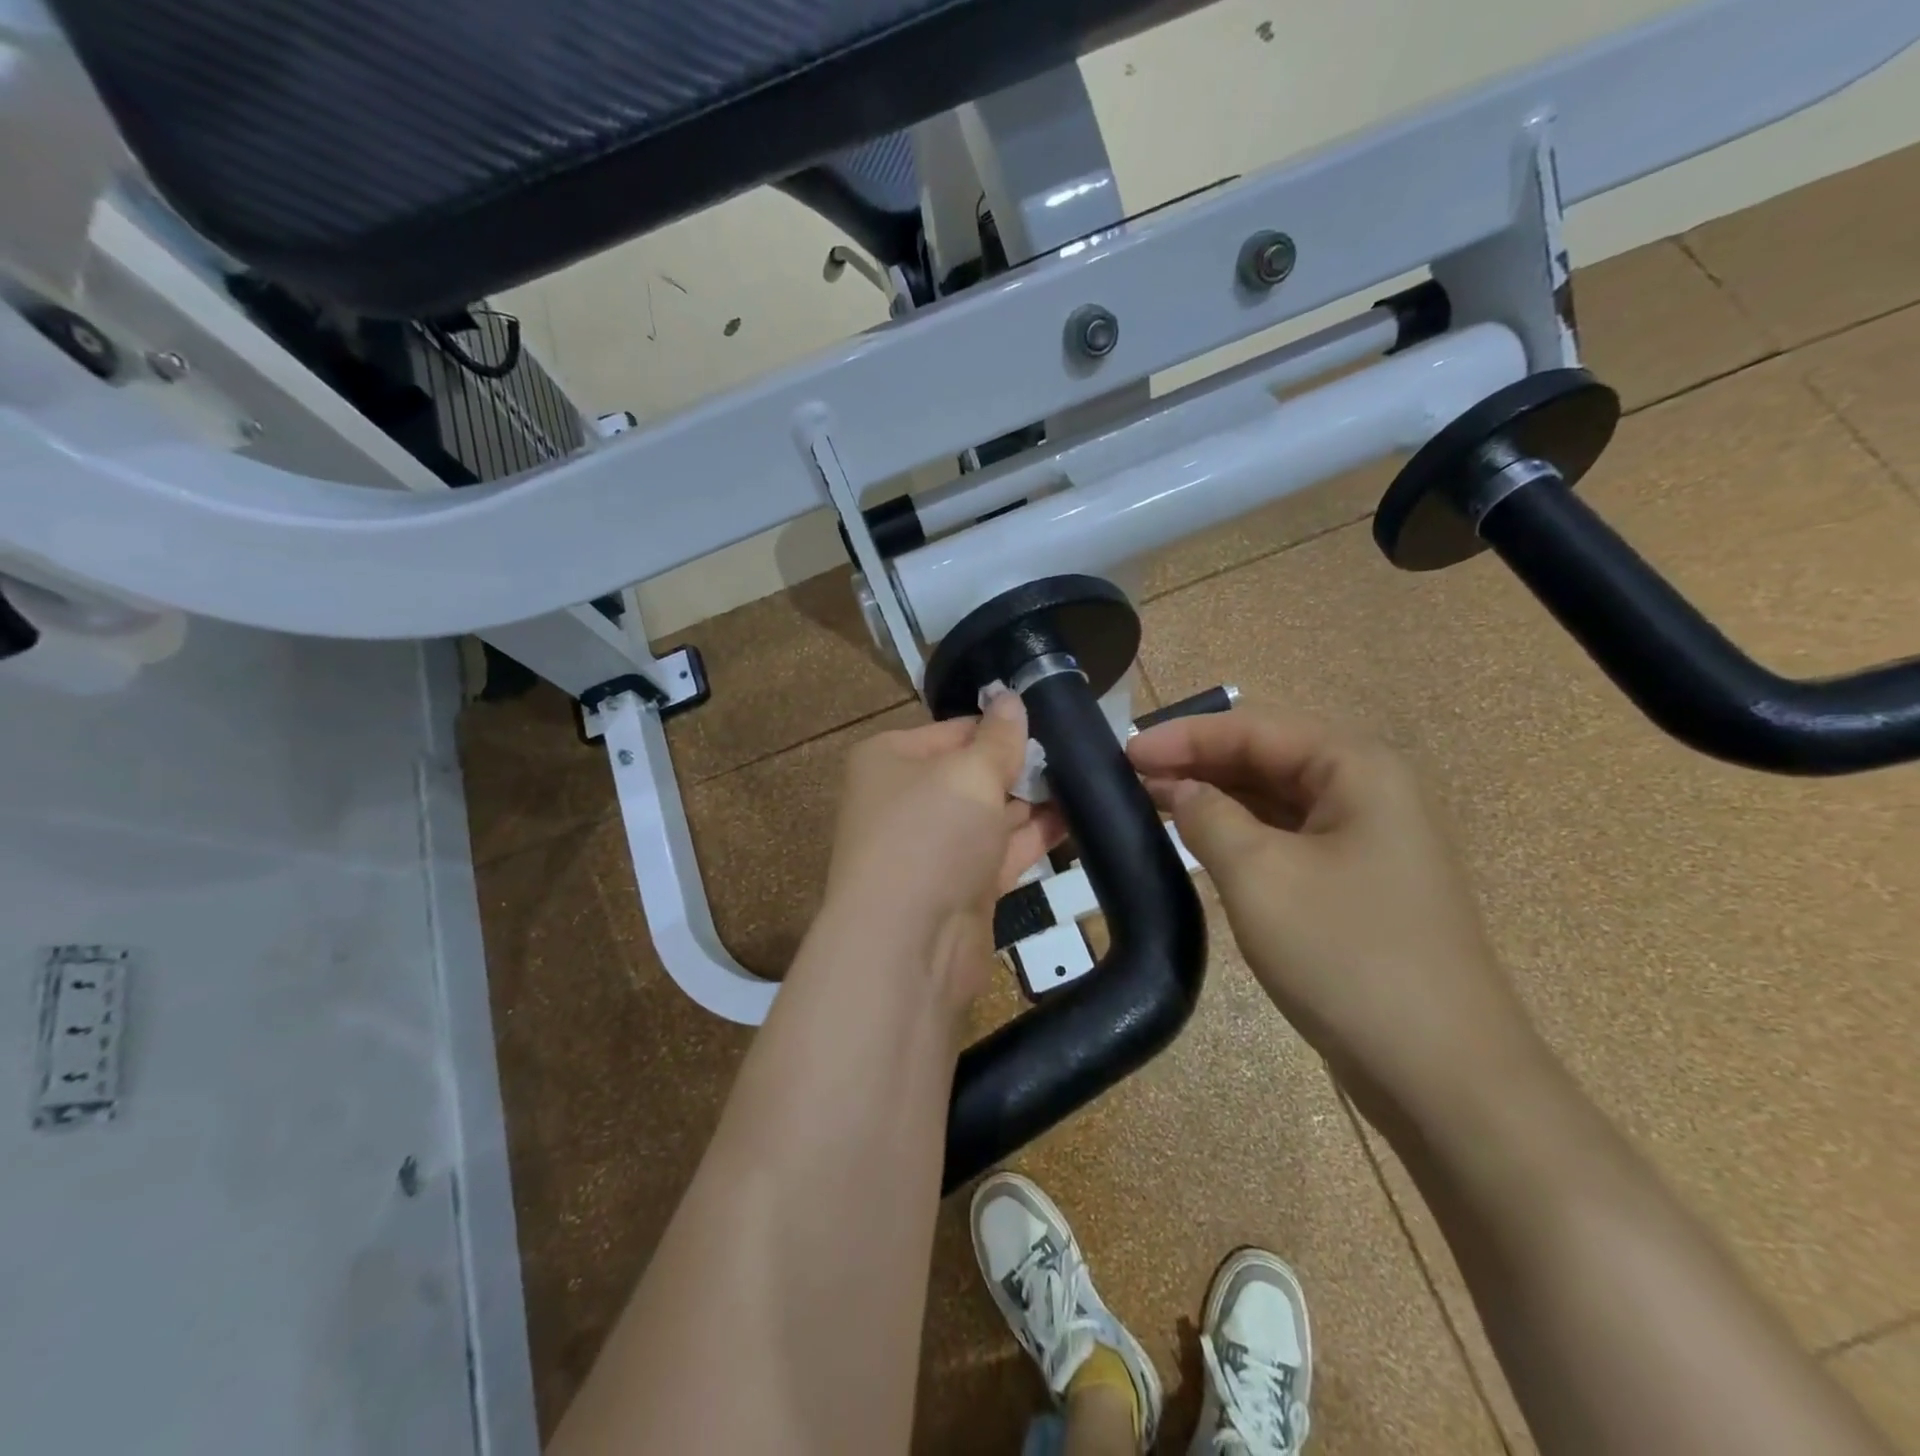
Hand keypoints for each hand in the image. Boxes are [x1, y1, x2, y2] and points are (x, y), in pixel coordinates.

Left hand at [824, 692, 1062, 1005]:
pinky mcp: (959, 887)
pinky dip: (1033, 837)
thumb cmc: (930, 836)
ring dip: (1032, 801)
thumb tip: (1011, 696)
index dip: (1000, 725)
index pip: (954, 730)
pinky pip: (1000, 851)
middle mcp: (905, 800)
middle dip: (1020, 764)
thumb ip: (999, 738)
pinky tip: (1077, 819)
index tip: (1051, 719)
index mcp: (890, 760)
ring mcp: (932, 847)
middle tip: (1078, 751)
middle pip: (971, 772)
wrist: (907, 946)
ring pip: (989, 814)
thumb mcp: (970, 774)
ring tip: (1087, 779)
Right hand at [1128, 702, 1544, 1120]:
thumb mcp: (1260, 875)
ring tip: (1150, 802)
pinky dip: (1238, 834)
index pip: (1255, 729)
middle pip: (1266, 757)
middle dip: (1197, 764)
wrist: (1442, 1076)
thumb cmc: (1348, 957)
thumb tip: (1178, 790)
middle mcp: (1367, 792)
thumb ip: (1208, 817)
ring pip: (1273, 799)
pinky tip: (1198, 842)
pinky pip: (1285, 838)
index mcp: (1357, 769)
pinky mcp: (1354, 884)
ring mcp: (1365, 841)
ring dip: (1214, 798)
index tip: (1122, 752)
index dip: (1184, 736)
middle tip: (1129, 778)